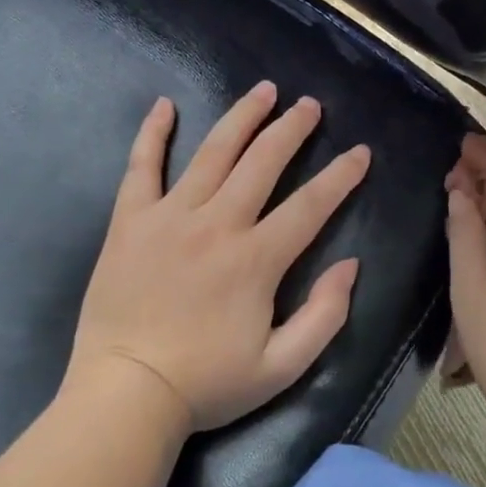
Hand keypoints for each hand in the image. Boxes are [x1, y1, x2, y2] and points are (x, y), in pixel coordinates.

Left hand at [69, 82, 370, 432]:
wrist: (125, 395)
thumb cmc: (207, 383)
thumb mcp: (282, 366)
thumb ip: (325, 315)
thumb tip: (350, 265)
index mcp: (256, 259)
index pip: (310, 204)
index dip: (341, 176)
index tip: (360, 152)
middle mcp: (217, 224)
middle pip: (263, 161)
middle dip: (292, 129)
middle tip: (310, 105)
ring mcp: (170, 217)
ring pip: (213, 152)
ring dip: (243, 117)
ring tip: (264, 91)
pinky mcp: (131, 221)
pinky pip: (142, 166)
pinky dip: (152, 133)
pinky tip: (164, 105)